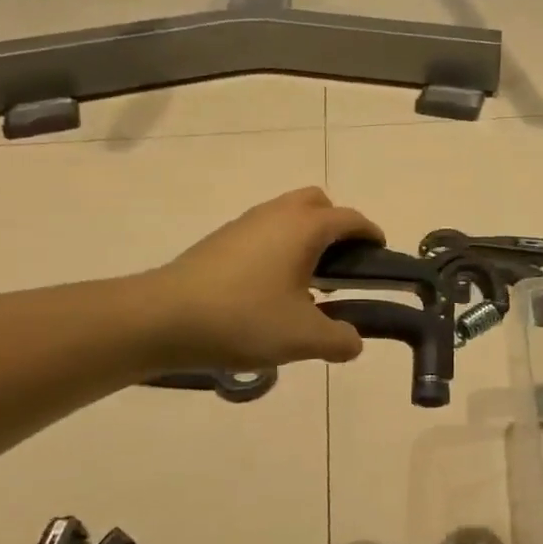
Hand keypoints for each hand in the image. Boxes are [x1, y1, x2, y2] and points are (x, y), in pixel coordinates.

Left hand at [141, 188, 383, 371]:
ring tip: (307, 283)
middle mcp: (276, 214)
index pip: (351, 219)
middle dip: (336, 226)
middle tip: (341, 266)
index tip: (381, 256)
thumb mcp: (303, 338)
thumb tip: (354, 341)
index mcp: (304, 228)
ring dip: (305, 238)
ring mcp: (244, 224)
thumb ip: (340, 340)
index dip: (371, 235)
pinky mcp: (220, 240)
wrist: (161, 318)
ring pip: (287, 216)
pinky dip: (279, 248)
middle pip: (317, 203)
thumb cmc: (243, 319)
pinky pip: (264, 232)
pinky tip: (271, 290)